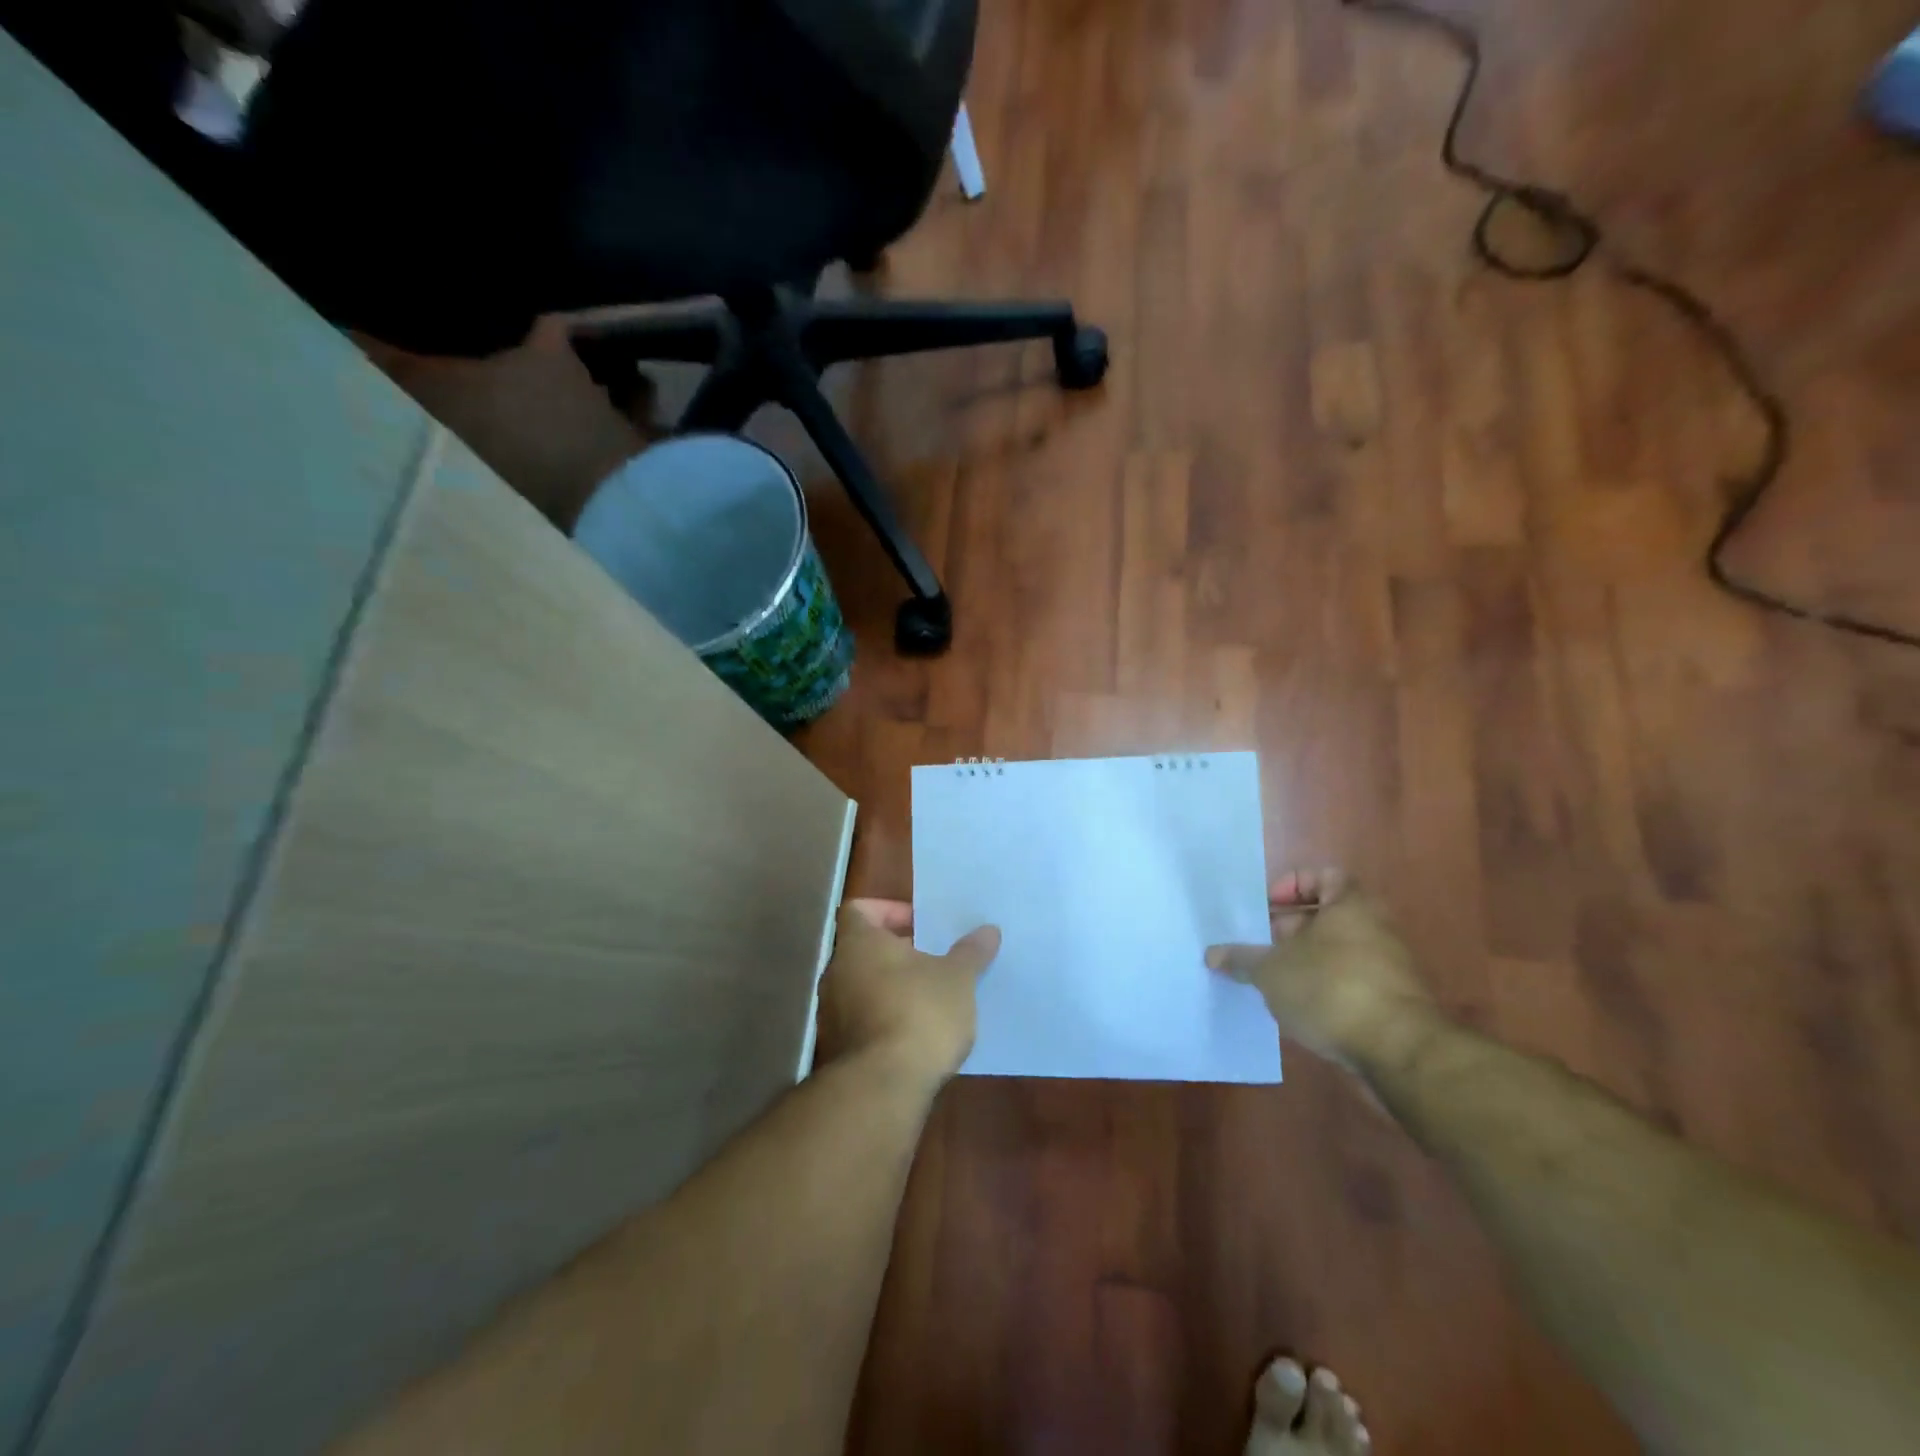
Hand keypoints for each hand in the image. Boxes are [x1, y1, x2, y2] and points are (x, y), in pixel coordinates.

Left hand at [814, 900, 1000, 1088]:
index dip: (888, 910)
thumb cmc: (919, 1014)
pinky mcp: (837, 1050)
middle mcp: (836, 972)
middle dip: (899, 953)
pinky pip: (863, 1021)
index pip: (859, 909)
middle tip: (934, 960)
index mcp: (859, 943)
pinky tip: (917, 1036)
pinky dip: (886, 1021)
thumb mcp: (958, 979)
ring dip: (892, 989)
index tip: (920, 923)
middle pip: (863, 950)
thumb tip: (988, 930)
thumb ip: (970, 952)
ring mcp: (831, 1014)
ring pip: (863, 987)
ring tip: (931, 999)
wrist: (882, 1087)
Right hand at [1206, 868, 1435, 1068]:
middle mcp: (1375, 927)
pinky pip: (1349, 982)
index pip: (1323, 876)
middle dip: (1289, 929)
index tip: (1268, 907)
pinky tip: (1297, 1009)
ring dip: (1303, 962)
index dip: (1292, 886)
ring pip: (1336, 951)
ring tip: (1271, 980)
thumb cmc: (1329, 989)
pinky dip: (1323, 989)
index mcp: (1350, 905)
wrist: (1398, 1051)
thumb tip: (1211, 954)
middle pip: (1326, 916)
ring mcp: (1388, 966)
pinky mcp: (1392, 1002)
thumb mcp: (1271, 972)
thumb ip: (1241, 959)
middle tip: (1259, 946)